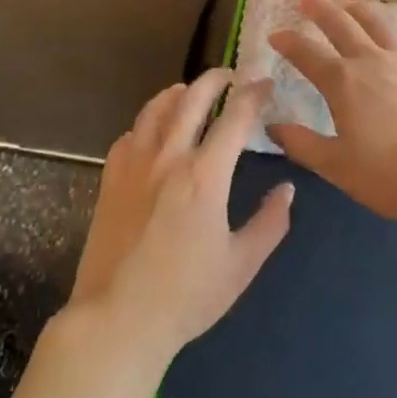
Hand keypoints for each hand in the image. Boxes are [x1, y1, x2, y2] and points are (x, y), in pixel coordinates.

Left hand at [70, 69, 292, 359]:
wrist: (117, 320)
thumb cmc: (186, 296)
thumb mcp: (242, 264)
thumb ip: (270, 222)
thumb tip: (287, 189)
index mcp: (205, 175)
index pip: (235, 117)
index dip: (254, 95)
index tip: (266, 85)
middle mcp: (168, 158)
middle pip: (192, 98)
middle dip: (216, 79)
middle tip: (232, 77)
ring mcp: (134, 166)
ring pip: (155, 109)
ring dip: (179, 93)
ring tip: (191, 92)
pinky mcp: (110, 180)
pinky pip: (130, 134)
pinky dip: (148, 122)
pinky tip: (154, 132)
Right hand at [268, 0, 396, 224]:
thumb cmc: (391, 175)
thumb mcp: (337, 167)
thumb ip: (302, 144)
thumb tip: (272, 126)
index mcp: (343, 82)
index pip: (307, 53)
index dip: (288, 42)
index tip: (275, 35)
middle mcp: (372, 61)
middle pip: (342, 24)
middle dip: (320, 10)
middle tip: (305, 1)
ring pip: (379, 23)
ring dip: (358, 9)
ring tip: (348, 4)